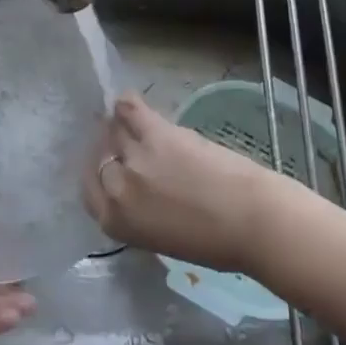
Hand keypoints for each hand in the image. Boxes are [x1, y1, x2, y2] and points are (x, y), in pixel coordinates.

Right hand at [82, 92, 280, 272]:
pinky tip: (128, 101)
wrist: (254, 222)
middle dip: (109, 150)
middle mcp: (117, 188)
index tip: (109, 165)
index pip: (91, 189)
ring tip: (131, 125)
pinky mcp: (156, 133)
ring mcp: (134, 158)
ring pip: (114, 131)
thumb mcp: (162, 238)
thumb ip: (140, 213)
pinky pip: (130, 109)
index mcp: (115, 221)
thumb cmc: (217, 243)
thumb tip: (138, 190)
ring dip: (120, 128)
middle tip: (123, 146)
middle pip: (100, 157)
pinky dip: (127, 103)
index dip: (100, 174)